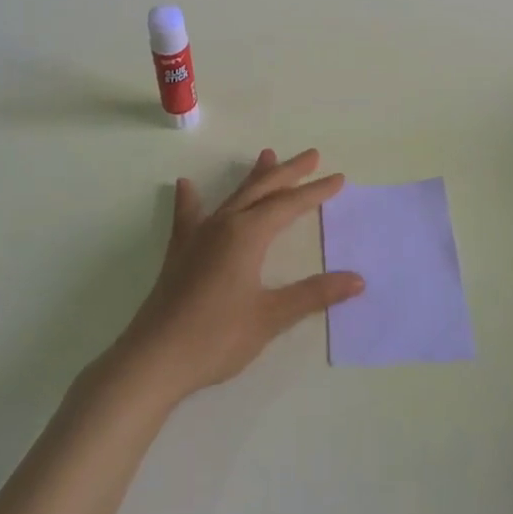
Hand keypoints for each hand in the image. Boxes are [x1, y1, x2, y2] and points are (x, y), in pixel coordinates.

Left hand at [113, 148, 361, 406]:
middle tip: (311, 155)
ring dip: (253, 177)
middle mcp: (224, 224)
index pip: (289, 205)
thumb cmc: (217, 337)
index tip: (338, 178)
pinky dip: (191, 198)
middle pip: (262, 189)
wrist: (155, 358)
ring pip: (232, 196)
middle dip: (289, 172)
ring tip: (267, 155)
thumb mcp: (271, 317)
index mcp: (248, 235)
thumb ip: (313, 295)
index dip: (315, 192)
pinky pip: (188, 215)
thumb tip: (357, 279)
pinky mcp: (179, 252)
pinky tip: (185, 185)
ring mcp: (198, 235)